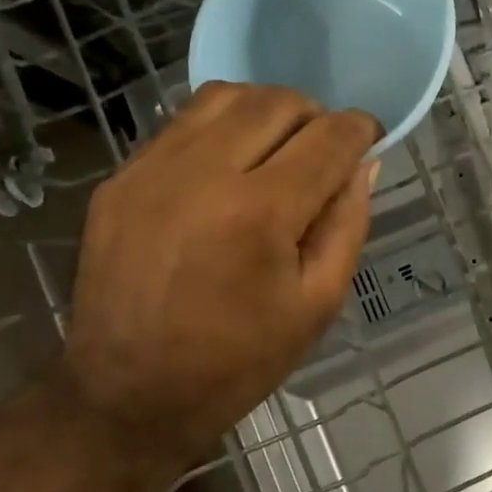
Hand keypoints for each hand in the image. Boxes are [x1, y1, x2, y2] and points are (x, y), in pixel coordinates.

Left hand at [57, 83, 379, 490]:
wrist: (128, 395)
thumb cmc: (240, 359)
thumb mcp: (319, 302)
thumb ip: (348, 223)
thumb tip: (364, 164)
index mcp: (260, 213)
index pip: (328, 137)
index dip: (360, 129)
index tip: (370, 138)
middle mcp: (203, 174)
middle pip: (278, 102)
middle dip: (316, 116)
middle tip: (324, 152)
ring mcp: (152, 170)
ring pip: (226, 96)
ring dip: (267, 111)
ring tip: (278, 147)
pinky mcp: (121, 179)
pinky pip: (183, 123)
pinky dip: (222, 128)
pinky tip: (230, 166)